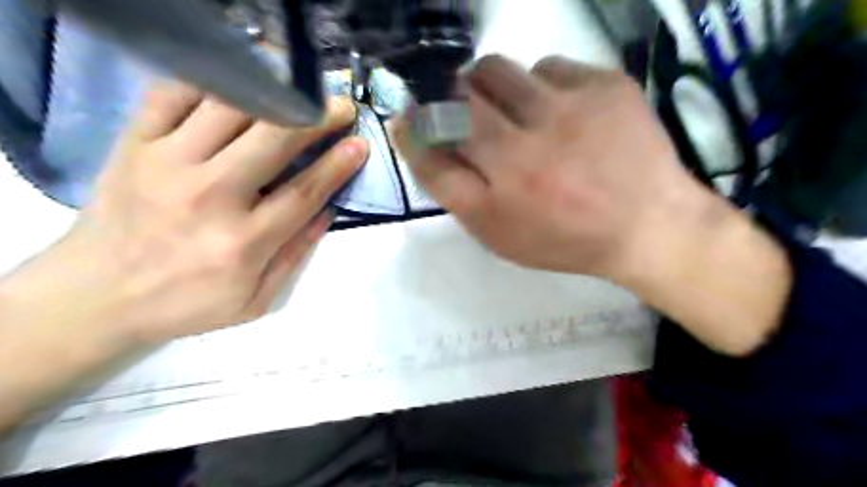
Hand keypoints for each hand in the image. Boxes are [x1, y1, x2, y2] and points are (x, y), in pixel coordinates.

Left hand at [1, 80, 368, 434]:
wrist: (94, 296)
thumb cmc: (185, 302)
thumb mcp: (254, 300)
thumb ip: (295, 255)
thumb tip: (328, 210)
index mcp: (242, 242)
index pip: (304, 191)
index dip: (338, 164)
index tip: (360, 143)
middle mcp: (209, 197)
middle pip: (273, 141)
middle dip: (317, 117)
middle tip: (341, 106)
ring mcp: (167, 164)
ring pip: (229, 109)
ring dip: (273, 93)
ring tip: (298, 89)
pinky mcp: (135, 145)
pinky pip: (173, 94)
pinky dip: (212, 83)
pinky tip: (239, 85)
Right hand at [399, 54, 791, 357]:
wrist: (648, 224)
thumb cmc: (566, 239)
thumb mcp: (501, 234)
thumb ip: (456, 193)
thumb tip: (421, 145)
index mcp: (501, 195)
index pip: (432, 149)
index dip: (414, 130)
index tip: (410, 122)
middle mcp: (526, 150)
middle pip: (458, 98)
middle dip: (449, 102)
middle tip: (467, 117)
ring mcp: (568, 110)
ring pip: (497, 70)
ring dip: (489, 87)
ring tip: (512, 110)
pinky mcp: (605, 85)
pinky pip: (548, 67)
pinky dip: (540, 86)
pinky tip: (558, 112)